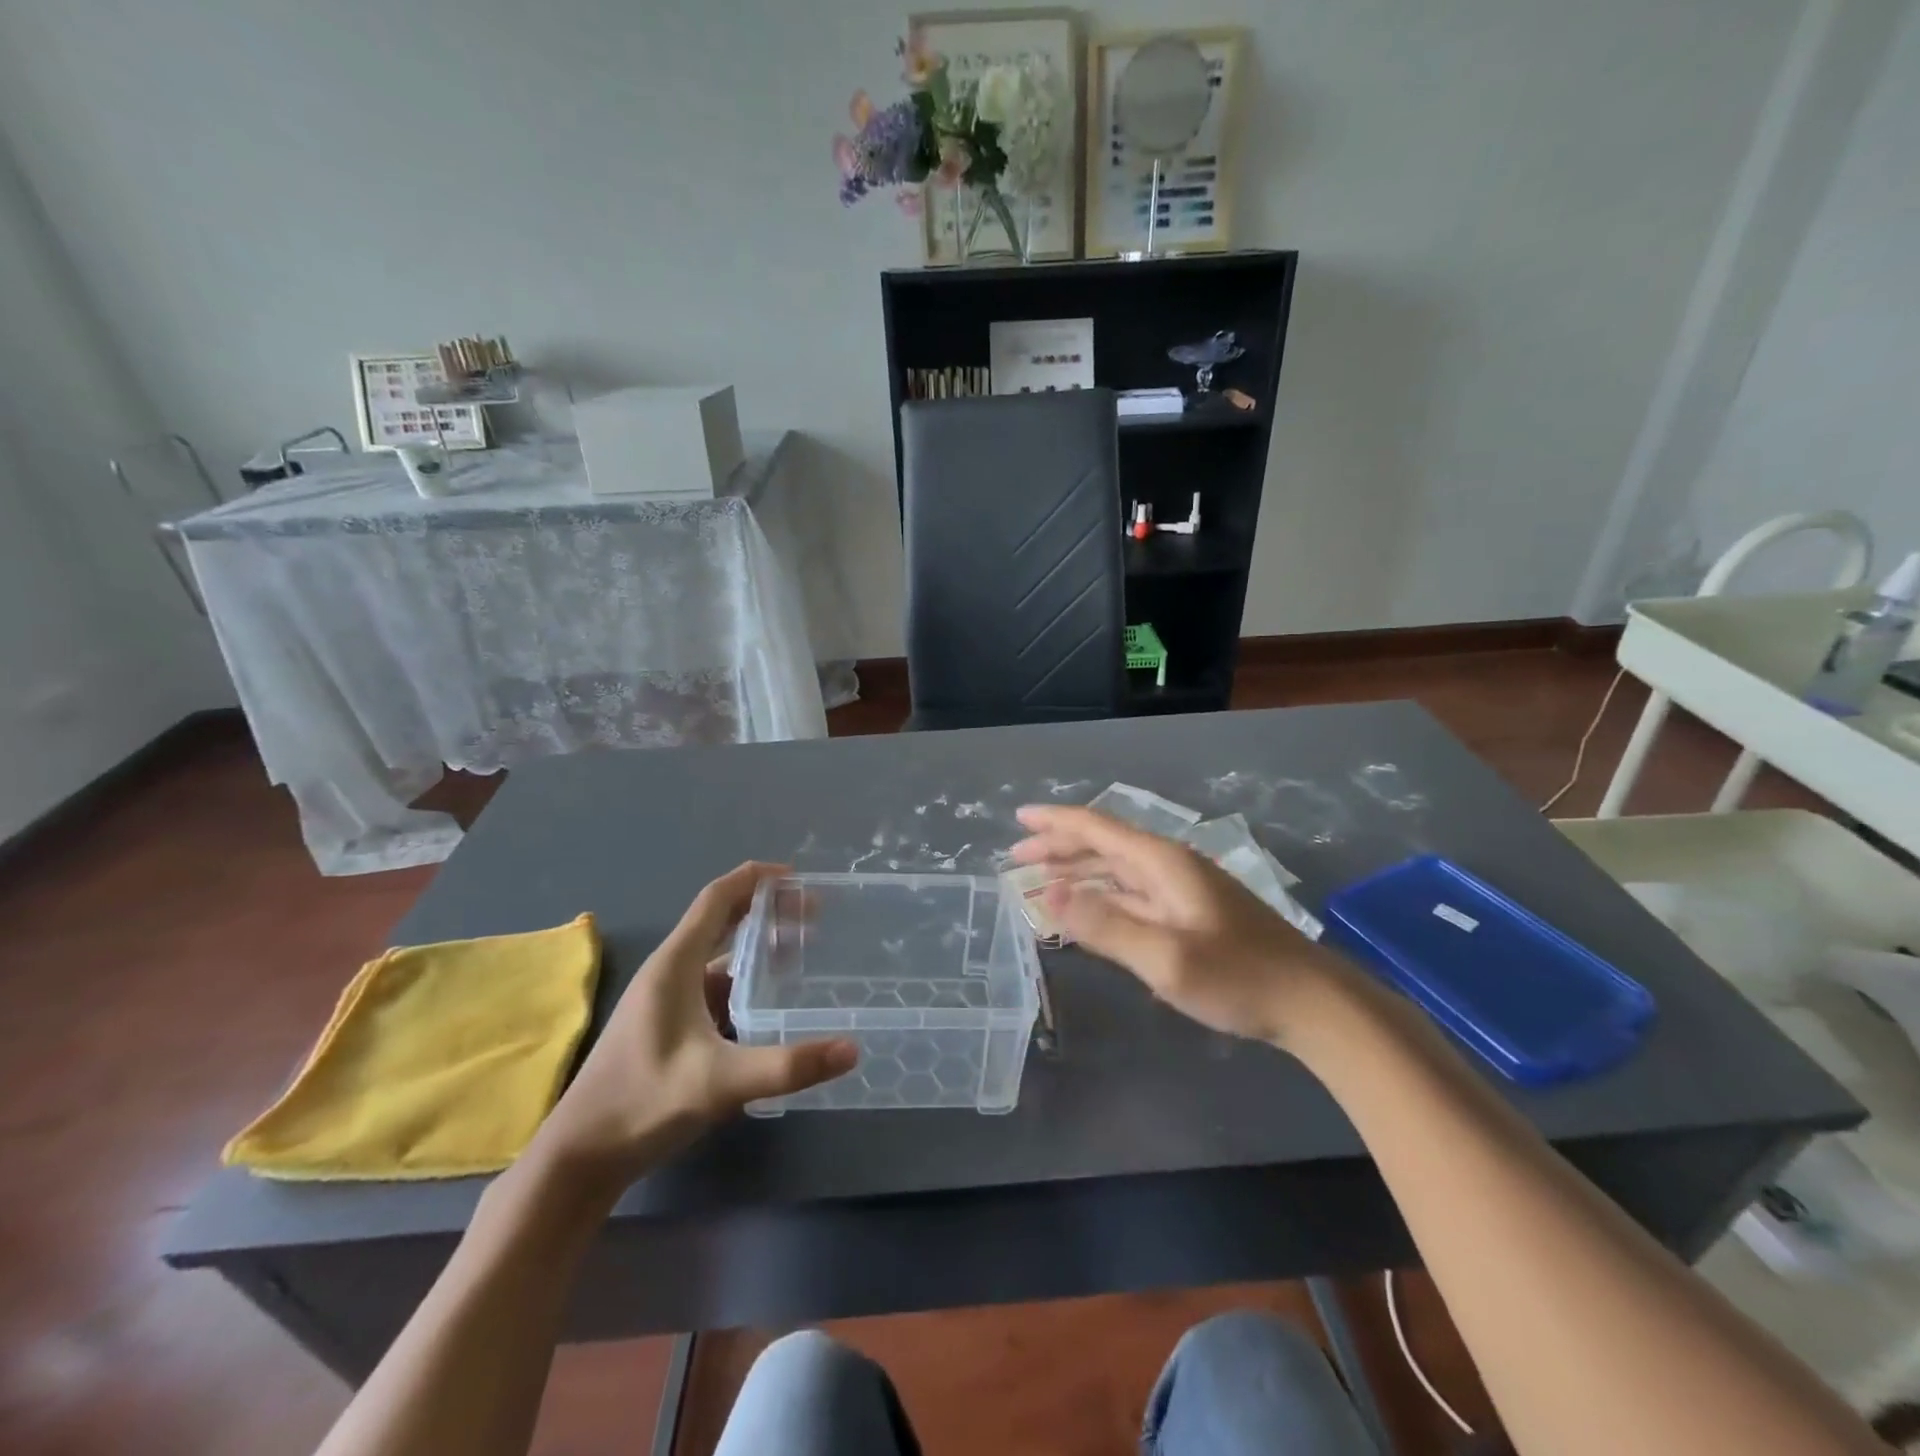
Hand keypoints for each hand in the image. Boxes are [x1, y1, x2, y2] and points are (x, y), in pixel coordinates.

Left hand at [533, 863, 856, 1186]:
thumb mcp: (720, 1082)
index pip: (717, 898)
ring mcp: (667, 1000)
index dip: (755, 879)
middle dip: (766, 910)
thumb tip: (852, 1049)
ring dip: (758, 947)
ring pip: (719, 957)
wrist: (580, 1158)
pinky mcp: (668, 1027)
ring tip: (801, 950)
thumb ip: (787, 1066)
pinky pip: (715, 988)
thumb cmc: (643, 1103)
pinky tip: (771, 1003)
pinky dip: (746, 982)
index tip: (797, 876)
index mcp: (676, 964)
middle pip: (722, 921)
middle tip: (813, 914)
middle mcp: (670, 972)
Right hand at [1011, 805, 1352, 1046]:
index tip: (1019, 818)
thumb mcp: (1166, 957)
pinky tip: (1089, 909)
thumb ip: (1106, 926)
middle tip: (1018, 857)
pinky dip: (1102, 896)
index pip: (1098, 828)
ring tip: (1042, 880)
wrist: (1312, 1003)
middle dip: (1060, 847)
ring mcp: (1183, 890)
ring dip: (1079, 871)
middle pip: (1105, 845)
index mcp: (1163, 863)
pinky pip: (1133, 894)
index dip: (1056, 822)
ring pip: (1118, 869)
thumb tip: (1051, 894)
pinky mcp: (1191, 914)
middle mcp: (1170, 866)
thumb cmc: (1238, 977)